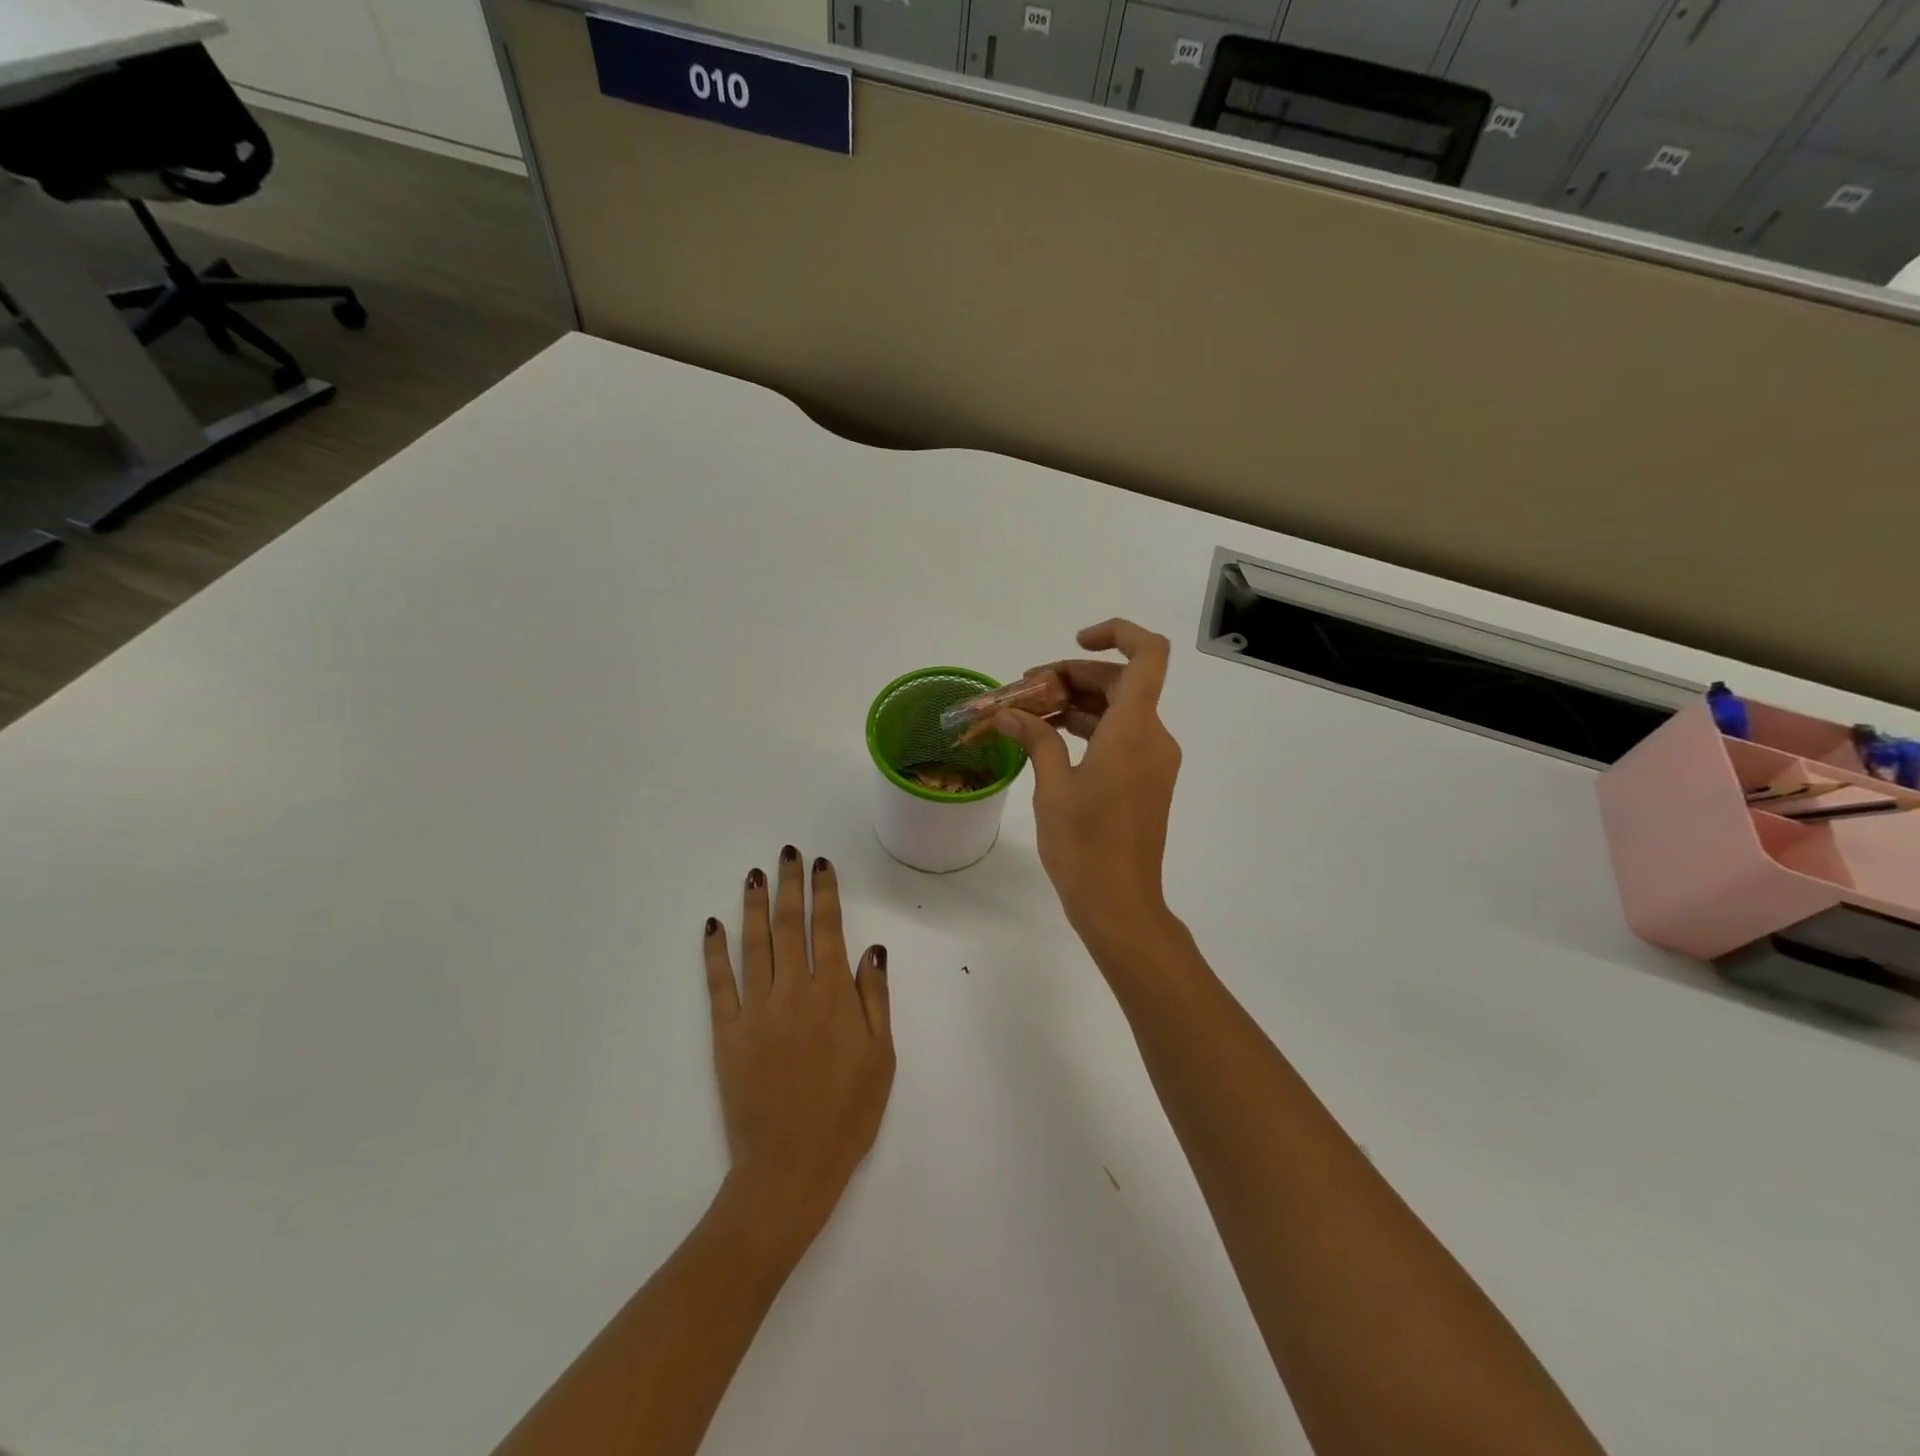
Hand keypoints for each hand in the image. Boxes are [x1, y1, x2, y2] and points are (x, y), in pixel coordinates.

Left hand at [702, 847, 894, 1253]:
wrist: (790, 1168)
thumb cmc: (847, 1114)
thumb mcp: (880, 1057)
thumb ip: (874, 998)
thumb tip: (872, 949)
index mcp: (833, 995)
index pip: (829, 929)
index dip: (825, 894)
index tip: (821, 865)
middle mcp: (793, 991)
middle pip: (789, 925)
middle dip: (790, 885)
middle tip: (788, 854)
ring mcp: (756, 1010)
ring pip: (754, 944)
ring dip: (754, 905)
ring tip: (755, 875)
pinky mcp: (727, 1033)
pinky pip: (719, 984)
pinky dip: (714, 952)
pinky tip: (713, 925)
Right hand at [993, 620, 1182, 955]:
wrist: (1119, 904)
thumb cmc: (1084, 844)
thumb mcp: (1053, 786)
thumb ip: (1035, 738)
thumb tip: (1007, 713)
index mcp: (1134, 730)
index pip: (1148, 655)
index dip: (1117, 634)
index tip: (1075, 643)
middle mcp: (1153, 737)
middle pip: (1121, 682)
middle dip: (1072, 677)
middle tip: (1025, 691)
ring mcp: (1152, 760)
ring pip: (1119, 710)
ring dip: (1076, 704)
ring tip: (1027, 713)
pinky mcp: (1145, 780)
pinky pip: (1120, 737)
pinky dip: (1088, 729)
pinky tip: (1049, 739)